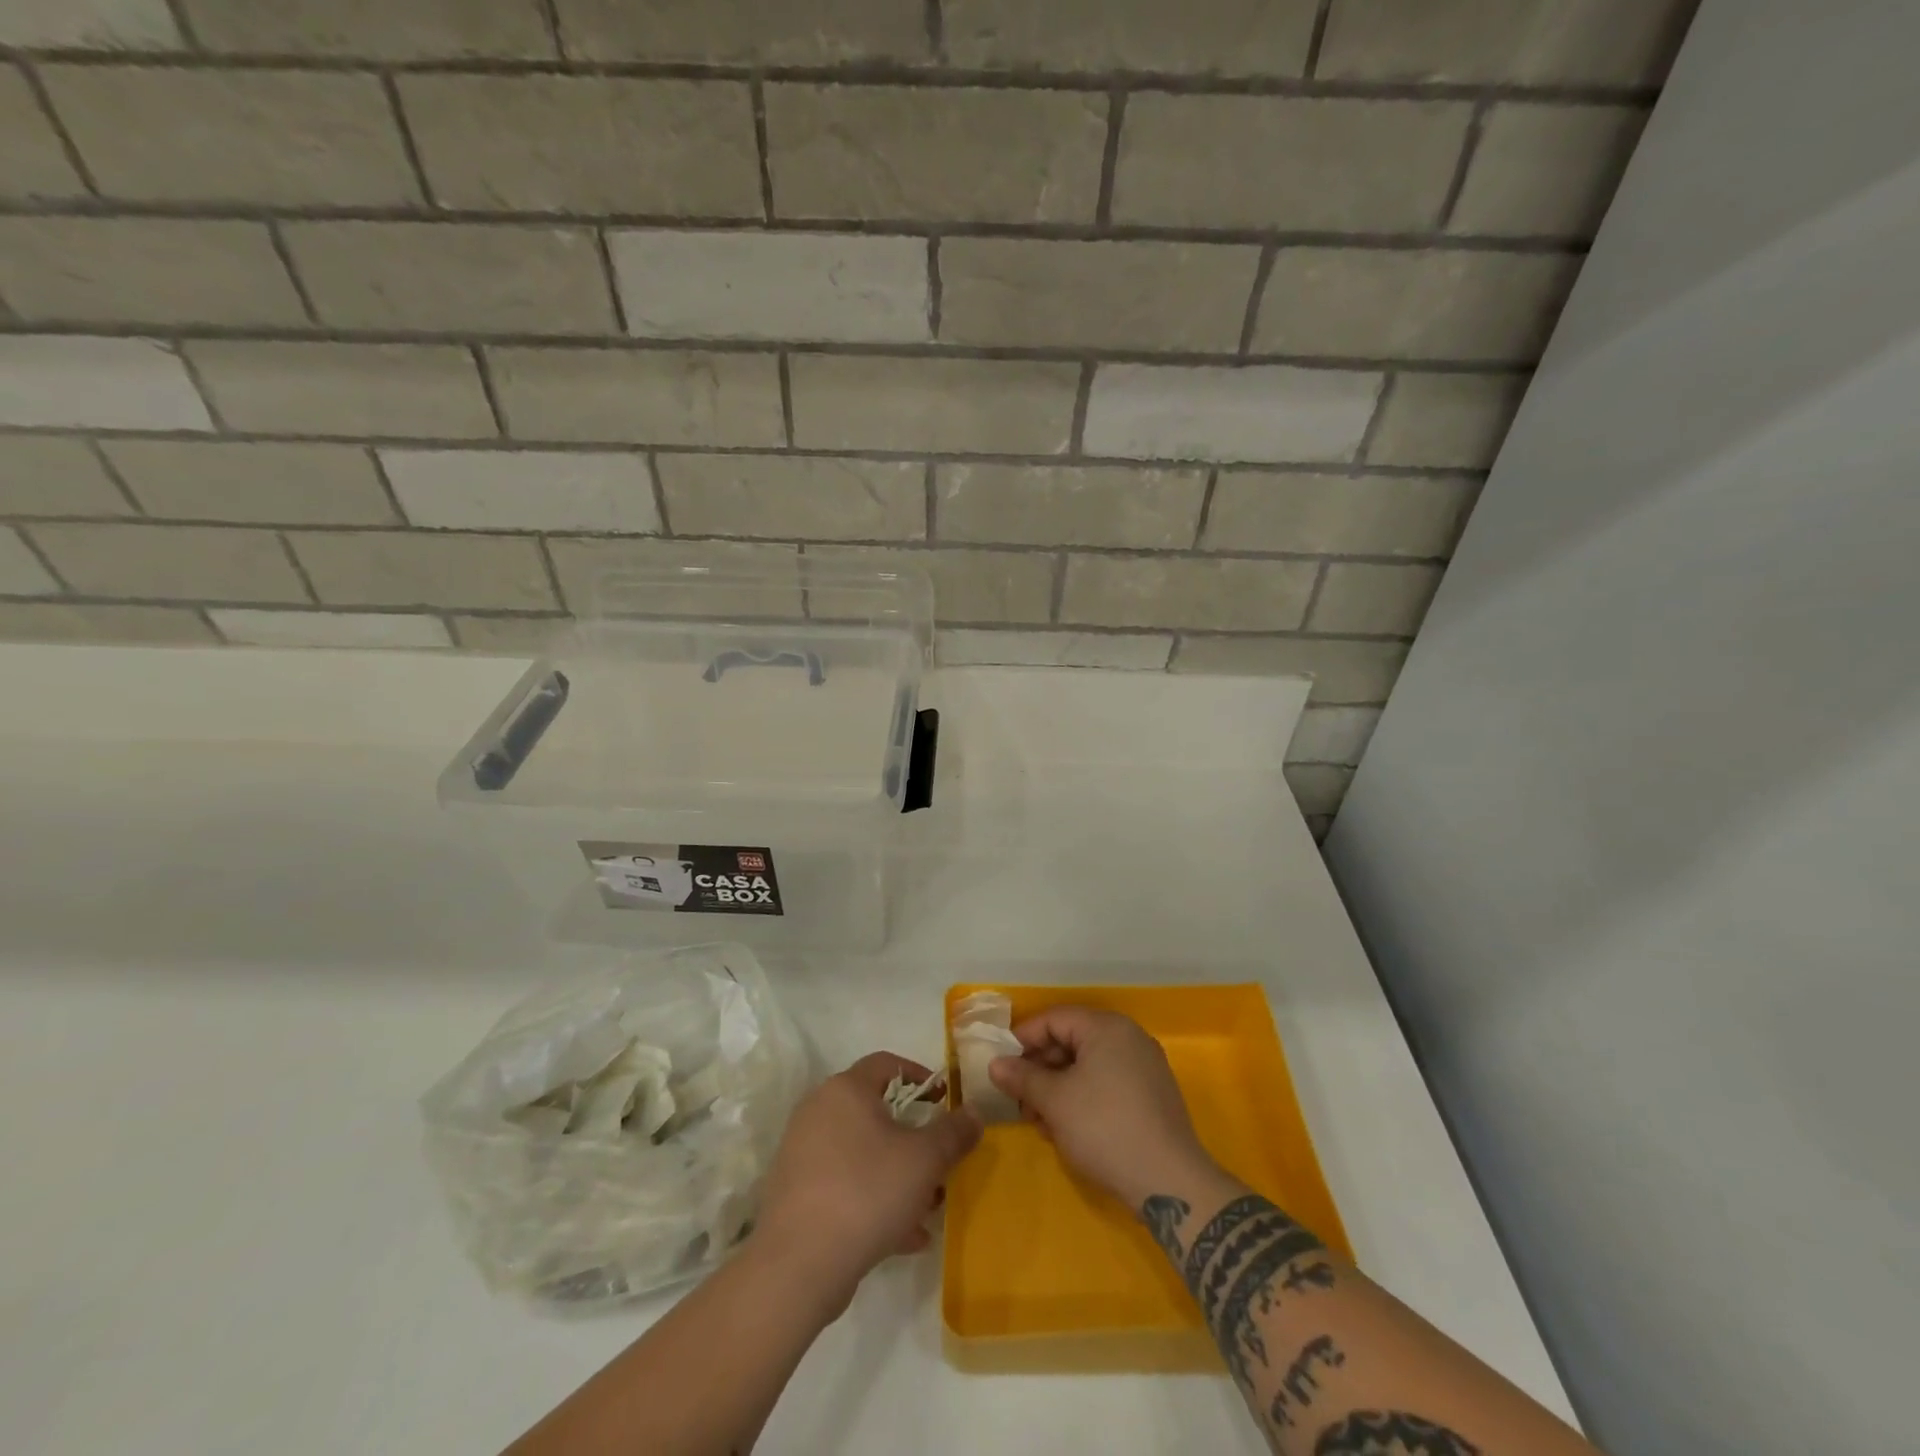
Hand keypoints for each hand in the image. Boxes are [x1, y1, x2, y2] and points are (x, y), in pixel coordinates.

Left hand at [754, 1053, 980, 1318]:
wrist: (798, 1266)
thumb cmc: (867, 1192)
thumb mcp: (925, 1160)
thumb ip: (954, 1132)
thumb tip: (974, 1112)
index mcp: (846, 1089)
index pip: (887, 1064)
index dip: (920, 1077)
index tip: (945, 1101)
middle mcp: (819, 1110)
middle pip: (876, 1111)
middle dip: (913, 1137)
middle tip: (939, 1160)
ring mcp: (802, 1152)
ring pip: (862, 1151)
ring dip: (897, 1173)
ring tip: (928, 1207)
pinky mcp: (796, 1191)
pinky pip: (844, 1183)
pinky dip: (874, 1198)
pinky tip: (903, 1235)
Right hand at [988, 1007, 1216, 1209]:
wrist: (1170, 1183)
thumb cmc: (1104, 1128)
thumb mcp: (1054, 1101)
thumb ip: (1022, 1077)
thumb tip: (995, 1064)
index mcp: (1106, 1027)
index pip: (1054, 1018)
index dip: (1023, 1039)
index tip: (1001, 1065)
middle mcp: (1128, 1038)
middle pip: (1071, 1040)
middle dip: (1039, 1068)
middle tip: (1017, 1097)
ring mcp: (1143, 1067)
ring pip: (1087, 1065)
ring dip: (1057, 1087)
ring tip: (1037, 1120)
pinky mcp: (1151, 1095)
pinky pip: (1106, 1083)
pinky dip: (1081, 1097)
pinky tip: (1065, 1127)